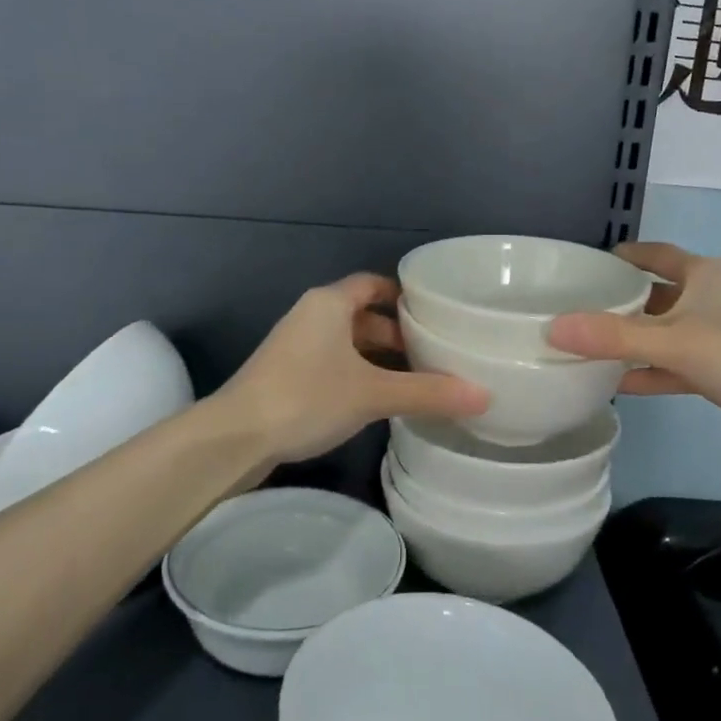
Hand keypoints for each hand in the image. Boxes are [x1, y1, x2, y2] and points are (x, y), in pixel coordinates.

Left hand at [217, 273, 487, 466]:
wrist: (234, 436)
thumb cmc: (306, 397)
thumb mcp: (372, 394)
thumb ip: (428, 393)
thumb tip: (485, 395)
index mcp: (330, 303)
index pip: (373, 284)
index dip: (403, 296)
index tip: (434, 314)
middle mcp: (311, 315)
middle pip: (362, 314)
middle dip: (396, 334)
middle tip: (433, 354)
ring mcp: (295, 345)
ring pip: (347, 342)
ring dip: (377, 357)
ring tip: (414, 380)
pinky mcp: (286, 374)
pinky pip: (332, 363)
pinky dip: (357, 373)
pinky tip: (377, 400)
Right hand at [545, 243, 720, 461]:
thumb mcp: (672, 342)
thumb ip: (611, 337)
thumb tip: (551, 328)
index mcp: (704, 274)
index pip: (654, 254)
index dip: (622, 256)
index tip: (586, 265)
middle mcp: (712, 297)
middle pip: (656, 293)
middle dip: (620, 302)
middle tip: (575, 310)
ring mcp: (720, 334)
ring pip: (665, 331)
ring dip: (633, 340)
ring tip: (588, 347)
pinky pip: (677, 362)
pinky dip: (651, 370)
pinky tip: (619, 383)